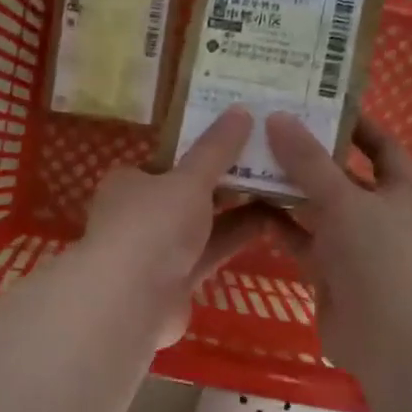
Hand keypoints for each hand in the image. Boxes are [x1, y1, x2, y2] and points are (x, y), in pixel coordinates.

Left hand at [81, 107, 269, 347]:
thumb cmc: (153, 226)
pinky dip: (234, 239)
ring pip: (201, 225)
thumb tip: (240, 110)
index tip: (240, 138)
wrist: (132, 301)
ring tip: (282, 188)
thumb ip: (215, 149)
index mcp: (129, 182)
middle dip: (225, 180)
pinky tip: (273, 224)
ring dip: (236, 210)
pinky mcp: (176, 281)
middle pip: (187, 193)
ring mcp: (156, 251)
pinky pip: (209, 253)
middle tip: (271, 161)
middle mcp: (139, 215)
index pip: (167, 160)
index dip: (201, 149)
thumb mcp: (188, 179)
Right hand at [266, 112, 411, 370]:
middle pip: (341, 175)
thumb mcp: (344, 199)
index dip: (354, 122)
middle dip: (308, 155)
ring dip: (288, 191)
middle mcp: (379, 212)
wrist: (388, 336)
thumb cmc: (379, 255)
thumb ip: (308, 161)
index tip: (317, 102)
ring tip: (249, 162)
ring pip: (317, 209)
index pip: (380, 144)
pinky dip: (280, 226)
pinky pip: (302, 240)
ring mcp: (354, 244)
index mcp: (401, 188)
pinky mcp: (330, 271)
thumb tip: (278, 117)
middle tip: (267, 129)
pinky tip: (250, 208)